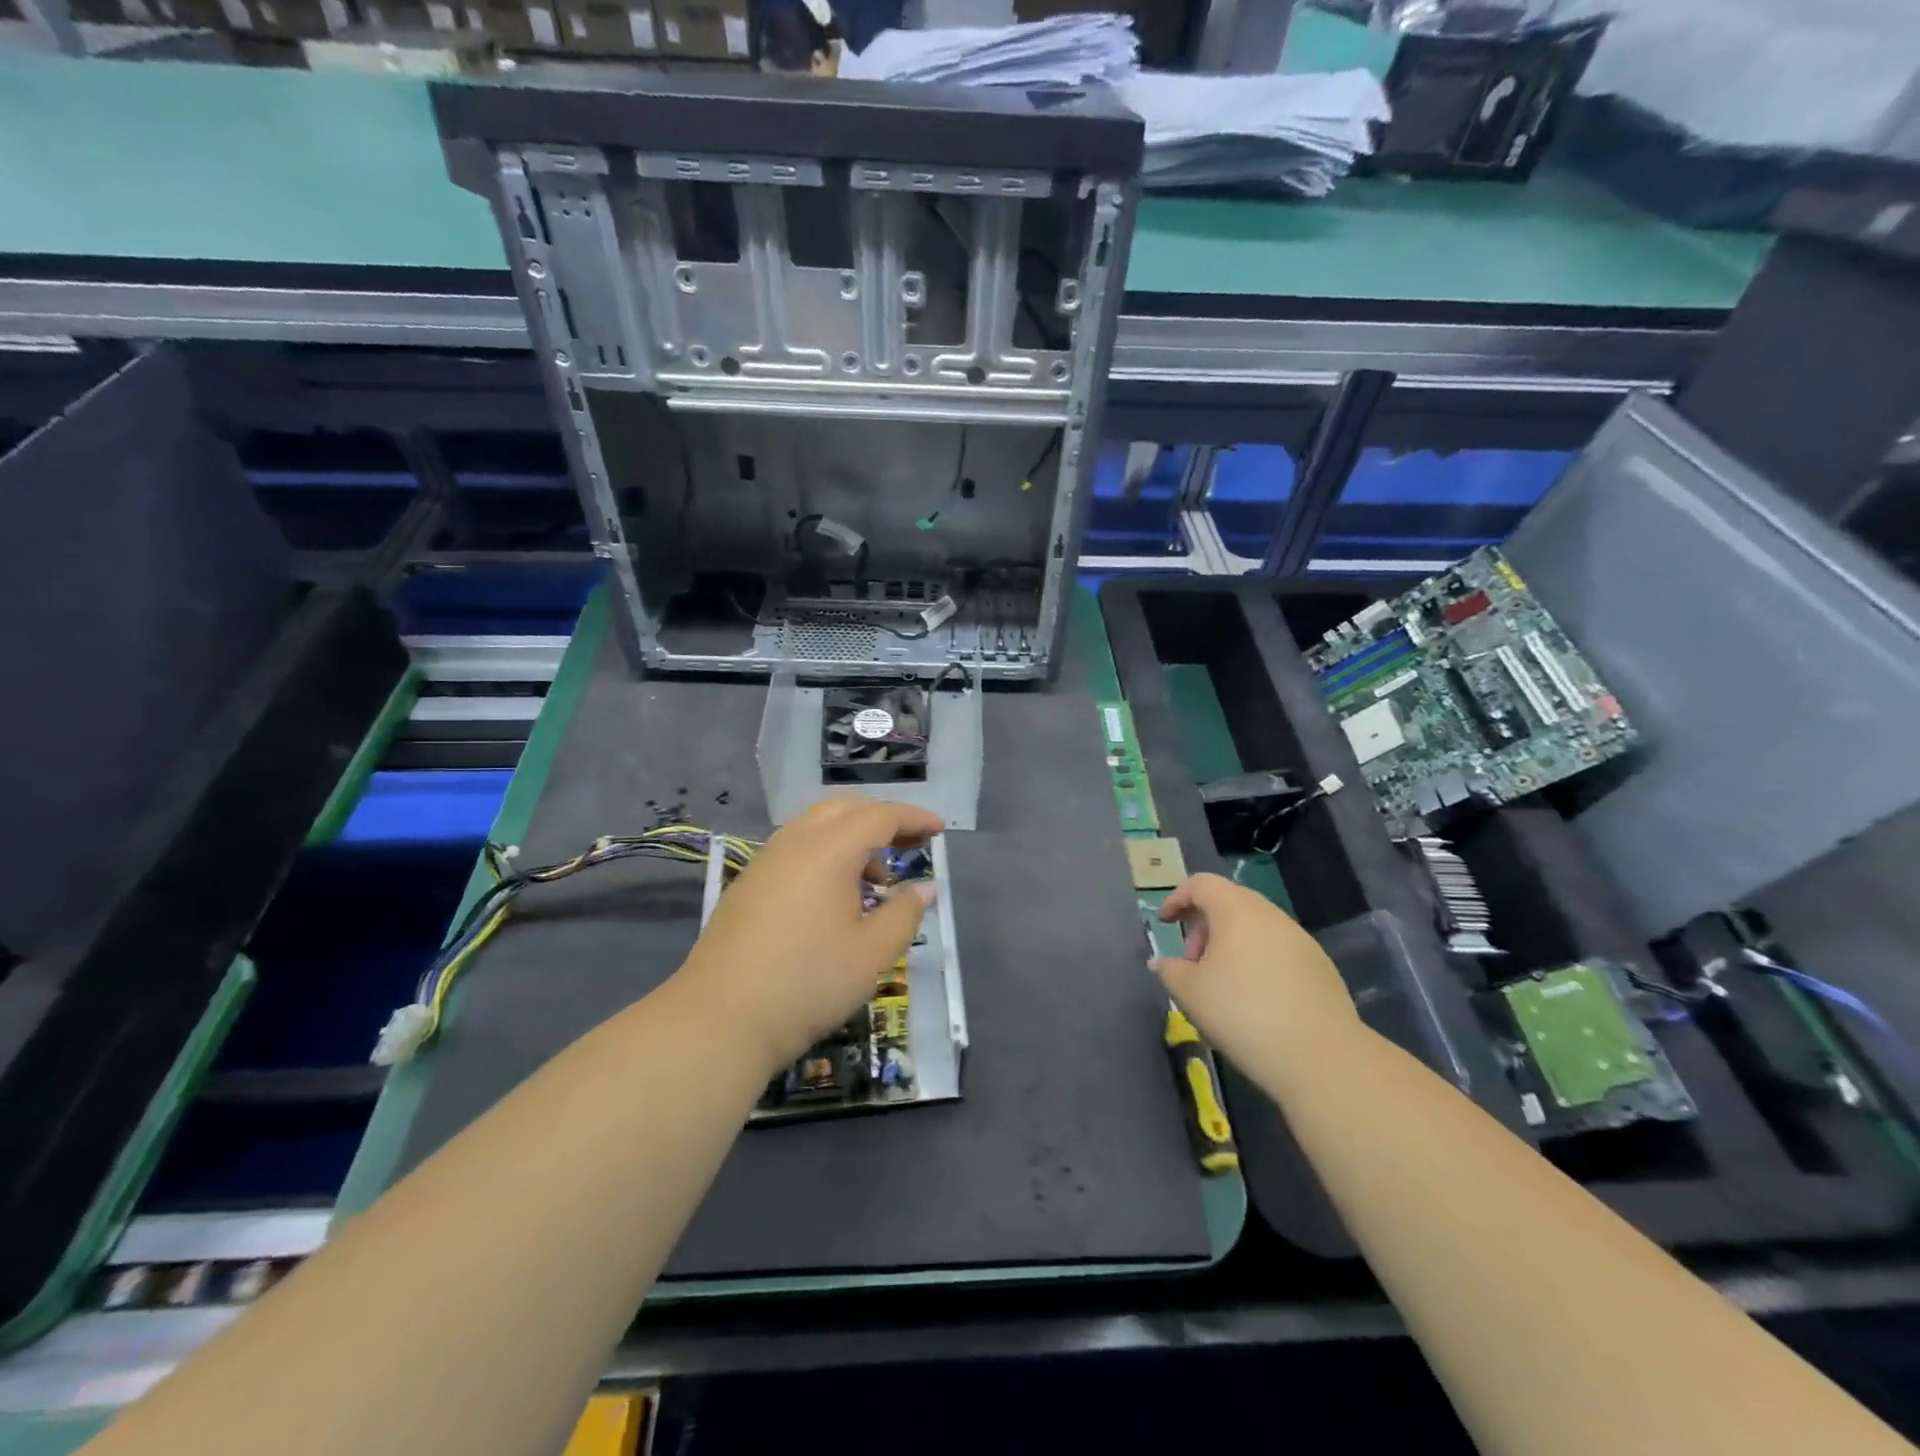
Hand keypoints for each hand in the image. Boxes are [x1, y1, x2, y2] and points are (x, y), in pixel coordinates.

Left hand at [678, 795, 941, 1070]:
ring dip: (852, 837)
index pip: (880, 816)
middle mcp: (794, 842)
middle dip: (883, 818)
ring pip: (816, 826)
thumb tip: (924, 888)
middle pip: (845, 809)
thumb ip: (904, 914)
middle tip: (912, 842)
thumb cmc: (807, 983)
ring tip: (876, 879)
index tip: (940, 829)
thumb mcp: (871, 953)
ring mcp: (765, 861)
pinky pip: (796, 848)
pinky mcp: (748, 884)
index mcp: (829, 850)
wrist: (719, 1020)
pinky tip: (834, 896)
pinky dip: (826, 853)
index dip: (914, 818)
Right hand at [1152, 873, 1360, 1078]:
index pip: (1201, 884)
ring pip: (1256, 927)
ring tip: (1221, 983)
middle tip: (1192, 961)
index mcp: (1236, 910)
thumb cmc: (1242, 1013)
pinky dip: (1257, 961)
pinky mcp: (1320, 966)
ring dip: (1231, 944)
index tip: (1165, 924)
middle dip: (1204, 925)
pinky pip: (1278, 950)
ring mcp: (1300, 939)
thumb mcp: (1190, 993)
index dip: (1177, 899)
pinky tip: (1255, 999)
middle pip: (1230, 902)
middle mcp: (1270, 915)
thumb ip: (1170, 970)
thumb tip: (1162, 962)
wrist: (1320, 1056)